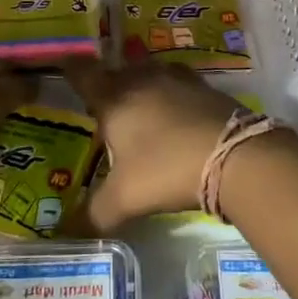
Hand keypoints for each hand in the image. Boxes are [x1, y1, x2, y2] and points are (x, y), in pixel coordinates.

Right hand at [63, 59, 244, 231]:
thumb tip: (67, 232)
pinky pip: (178, 84)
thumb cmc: (166, 169)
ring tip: (137, 106)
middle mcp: (142, 79)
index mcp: (114, 98)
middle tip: (101, 102)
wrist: (234, 156)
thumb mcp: (125, 198)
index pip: (83, 74)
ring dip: (141, 84)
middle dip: (107, 83)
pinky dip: (170, 93)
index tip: (63, 66)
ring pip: (149, 73)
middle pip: (117, 71)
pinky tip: (174, 113)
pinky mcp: (205, 88)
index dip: (71, 69)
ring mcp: (177, 79)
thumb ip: (93, 214)